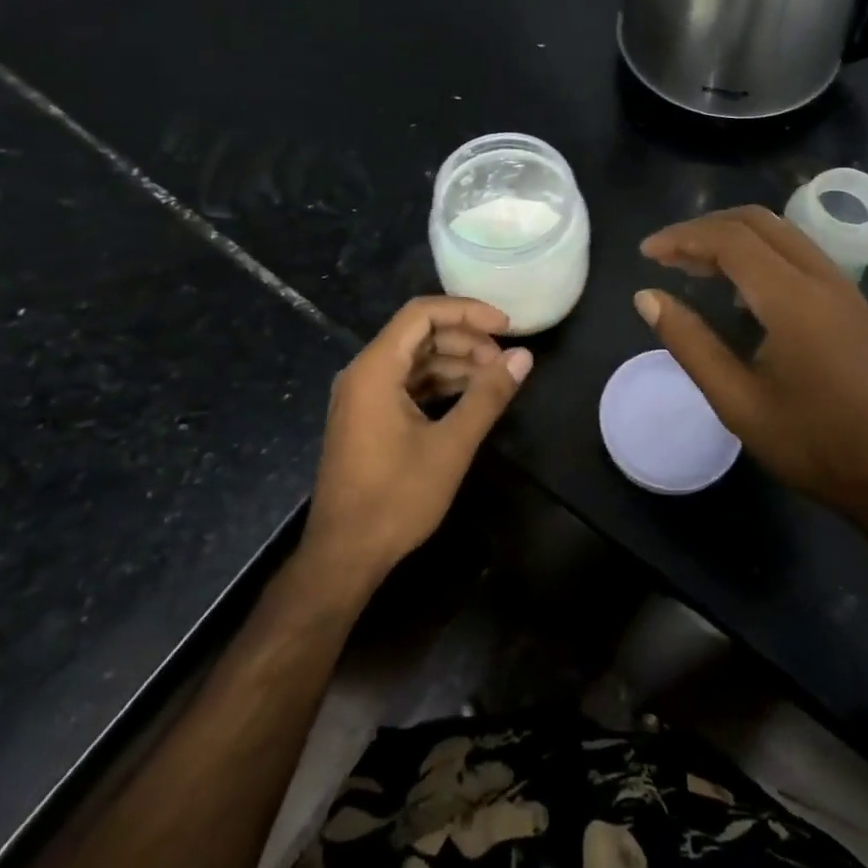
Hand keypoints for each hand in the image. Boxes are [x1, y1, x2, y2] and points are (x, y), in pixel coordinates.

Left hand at [302, 296, 531, 587]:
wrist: (344, 556)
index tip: (505, 326)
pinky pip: (406, 384)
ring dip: (455, 363)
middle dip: (465, 340)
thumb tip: (523, 357)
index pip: (422, 314)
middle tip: (505, 361)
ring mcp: (362, 396)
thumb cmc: (395, 498)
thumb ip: (488, 396)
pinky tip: (470, 398)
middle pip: (419, 334)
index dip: (466, 311)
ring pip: (415, 360)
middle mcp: (363, 373)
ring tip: (495, 380)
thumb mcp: (451, 445)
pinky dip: (439, 384)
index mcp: (375, 368)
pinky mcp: (367, 418)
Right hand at [634, 206, 867, 548]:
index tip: (646, 254)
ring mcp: (841, 286)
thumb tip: (646, 297)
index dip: (682, 237)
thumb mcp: (736, 402)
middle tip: (665, 255)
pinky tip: (736, 286)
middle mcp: (821, 277)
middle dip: (704, 228)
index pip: (730, 240)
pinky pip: (796, 251)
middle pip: (756, 221)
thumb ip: (689, 343)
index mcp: (793, 300)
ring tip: (691, 265)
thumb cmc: (811, 443)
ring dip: (731, 236)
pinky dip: (757, 251)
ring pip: (779, 231)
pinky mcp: (849, 300)